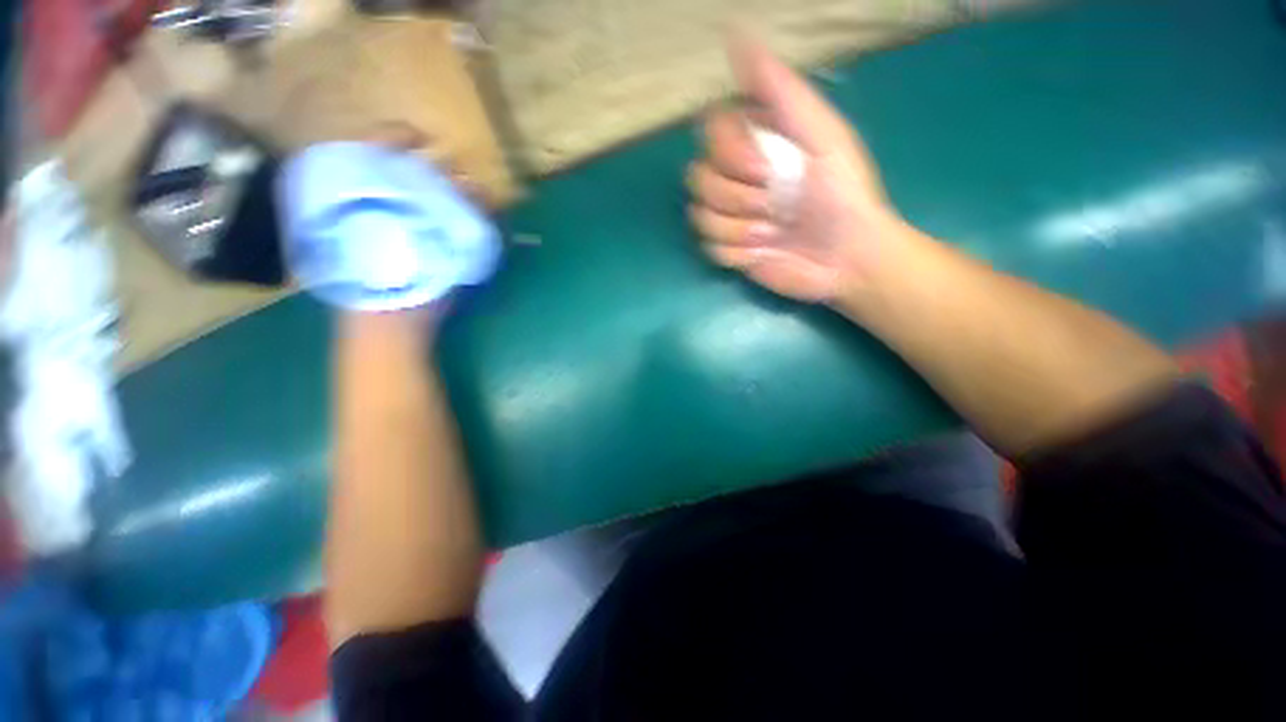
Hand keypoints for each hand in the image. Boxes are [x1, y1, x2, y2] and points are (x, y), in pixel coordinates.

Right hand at [687, 32, 904, 302]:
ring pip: (699, 215)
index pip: (710, 131)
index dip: (729, 151)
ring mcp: (730, 216)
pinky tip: (763, 252)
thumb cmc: (843, 195)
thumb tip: (735, 36)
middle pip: (697, 176)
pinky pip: (709, 247)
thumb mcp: (822, 135)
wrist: (847, 258)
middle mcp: (736, 177)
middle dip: (736, 196)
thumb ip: (781, 91)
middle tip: (776, 206)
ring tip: (774, 233)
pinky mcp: (729, 250)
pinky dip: (738, 253)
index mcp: (756, 143)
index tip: (766, 167)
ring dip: (738, 227)